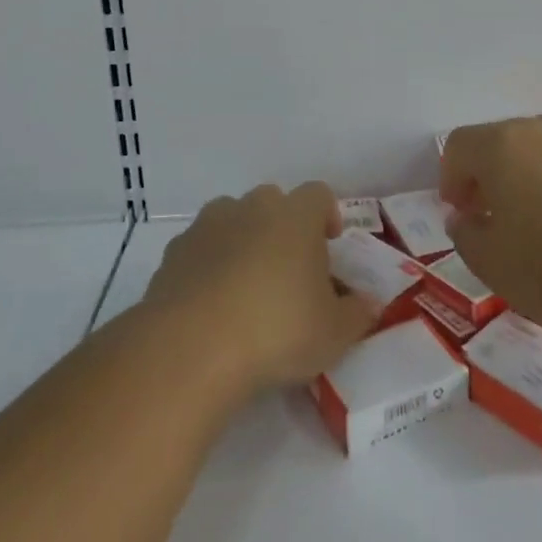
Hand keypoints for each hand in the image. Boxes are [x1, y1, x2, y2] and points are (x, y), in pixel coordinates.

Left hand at [141, 182, 379, 395]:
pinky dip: (208, 265)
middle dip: (283, 226)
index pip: (319, 194)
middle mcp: (251, 207)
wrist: (191, 347)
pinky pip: (200, 248)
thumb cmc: (277, 330)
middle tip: (289, 269)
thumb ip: (357, 314)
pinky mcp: (174, 252)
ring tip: (247, 286)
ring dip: (243, 241)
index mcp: (295, 216)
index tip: (330, 244)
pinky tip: (211, 304)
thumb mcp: (334, 334)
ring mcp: (207, 225)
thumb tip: (368, 303)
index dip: (327, 214)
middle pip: (273, 201)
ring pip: (232, 219)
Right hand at [439, 116, 541, 342]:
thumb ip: (465, 234)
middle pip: (498, 141)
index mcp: (500, 145)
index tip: (460, 215)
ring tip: (533, 223)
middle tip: (489, 218)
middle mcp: (540, 130)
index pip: (459, 145)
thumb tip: (465, 218)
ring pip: (538, 150)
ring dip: (524, 176)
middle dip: (486, 174)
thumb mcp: (489, 263)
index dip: (450, 178)